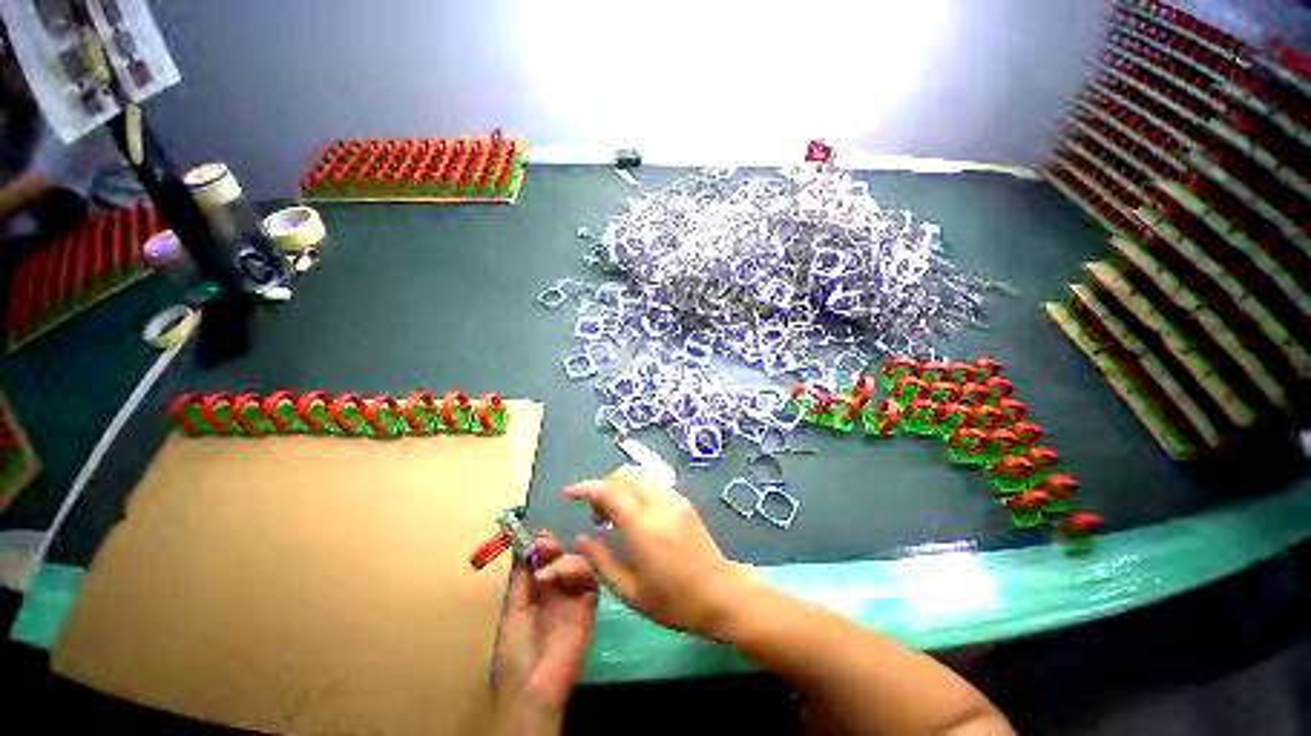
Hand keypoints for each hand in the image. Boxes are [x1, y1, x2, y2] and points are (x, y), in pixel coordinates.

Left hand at [494, 532, 597, 735]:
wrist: (533, 684)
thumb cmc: (515, 650)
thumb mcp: (513, 609)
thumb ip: (522, 578)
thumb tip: (524, 545)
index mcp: (536, 588)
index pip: (542, 558)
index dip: (540, 545)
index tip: (536, 535)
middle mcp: (556, 587)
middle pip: (560, 556)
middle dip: (553, 546)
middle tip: (545, 543)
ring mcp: (573, 594)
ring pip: (577, 562)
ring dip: (564, 560)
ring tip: (549, 572)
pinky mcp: (588, 602)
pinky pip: (589, 578)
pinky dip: (580, 569)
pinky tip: (567, 574)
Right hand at [564, 465, 756, 639]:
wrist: (719, 593)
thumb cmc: (672, 600)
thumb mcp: (628, 590)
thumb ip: (600, 560)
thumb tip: (579, 538)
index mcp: (641, 526)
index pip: (608, 491)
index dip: (584, 488)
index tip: (568, 494)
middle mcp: (657, 503)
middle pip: (622, 475)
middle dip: (603, 487)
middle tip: (597, 516)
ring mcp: (673, 498)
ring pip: (638, 475)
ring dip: (619, 486)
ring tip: (615, 516)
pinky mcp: (682, 499)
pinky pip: (652, 483)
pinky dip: (636, 489)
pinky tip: (635, 515)